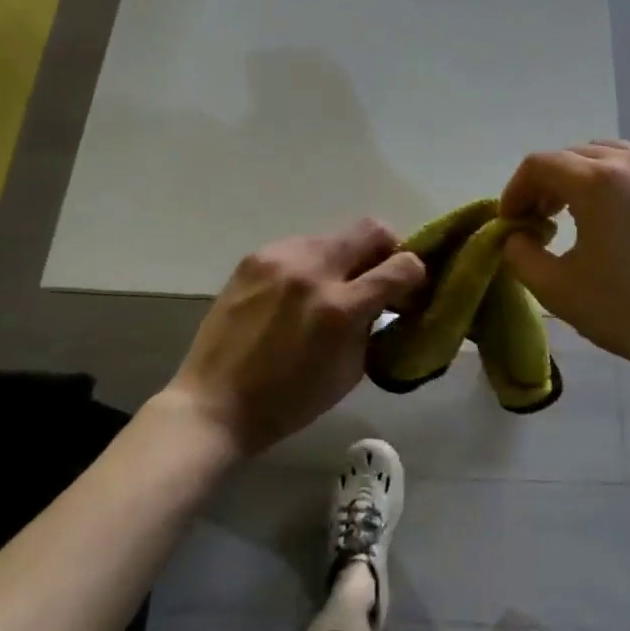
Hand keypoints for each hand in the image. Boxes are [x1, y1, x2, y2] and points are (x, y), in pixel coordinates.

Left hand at [166, 219, 426, 455]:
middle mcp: (313, 271)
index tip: (409, 290)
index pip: (402, 266)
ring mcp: (280, 258)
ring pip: (334, 236)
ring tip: (331, 288)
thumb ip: (373, 326)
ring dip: (345, 258)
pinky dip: (311, 264)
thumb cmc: (288, 401)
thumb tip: (387, 299)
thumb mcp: (349, 371)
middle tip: (379, 276)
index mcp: (340, 308)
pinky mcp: (255, 256)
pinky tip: (297, 292)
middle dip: (386, 249)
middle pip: (372, 228)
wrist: (214, 402)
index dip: (415, 275)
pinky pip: (300, 246)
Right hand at [499, 140, 629, 397]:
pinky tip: (613, 217)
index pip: (539, 165)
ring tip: (573, 215)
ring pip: (604, 155)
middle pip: (571, 156)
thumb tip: (516, 235)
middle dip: (545, 184)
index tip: (511, 223)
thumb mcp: (558, 290)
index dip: (515, 191)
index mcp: (599, 182)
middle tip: (537, 222)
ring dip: (578, 178)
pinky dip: (612, 180)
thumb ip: (520, 253)